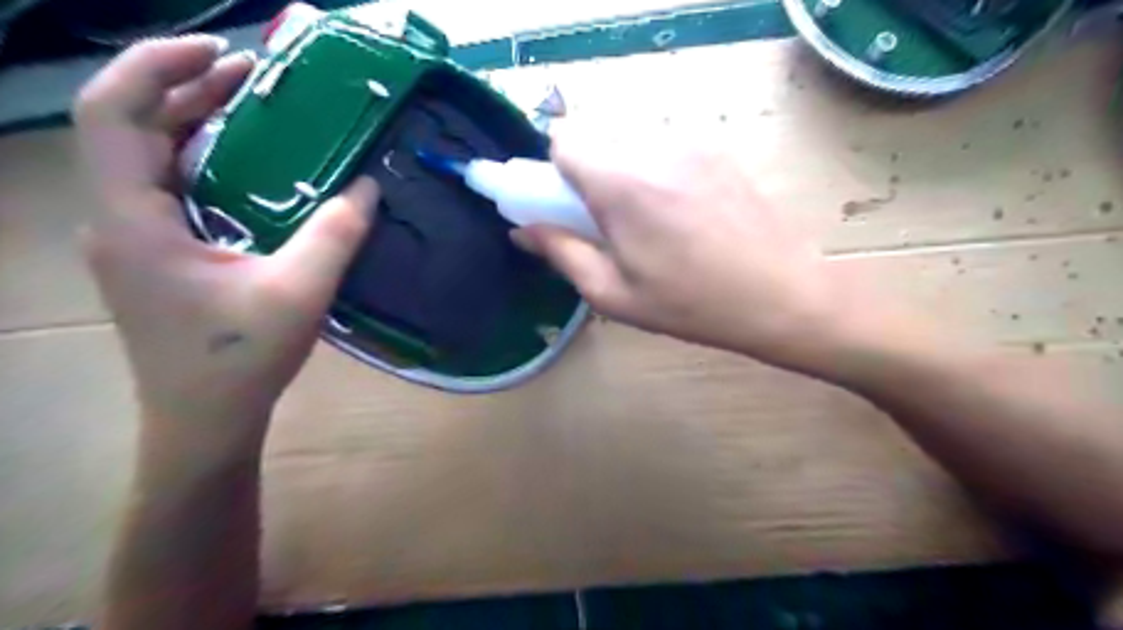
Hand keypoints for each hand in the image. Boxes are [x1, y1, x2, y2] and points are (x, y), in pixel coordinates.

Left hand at [76, 36, 381, 447]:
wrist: (204, 421)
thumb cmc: (240, 361)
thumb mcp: (299, 293)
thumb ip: (335, 235)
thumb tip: (369, 187)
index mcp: (135, 222)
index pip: (113, 115)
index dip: (156, 68)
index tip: (221, 53)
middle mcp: (119, 221)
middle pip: (131, 128)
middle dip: (188, 89)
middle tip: (254, 76)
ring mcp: (134, 240)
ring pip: (149, 159)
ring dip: (196, 124)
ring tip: (253, 107)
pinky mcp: (157, 257)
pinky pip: (170, 190)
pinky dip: (205, 163)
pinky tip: (250, 168)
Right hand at [512, 129, 860, 369]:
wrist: (782, 295)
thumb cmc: (691, 305)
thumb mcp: (614, 293)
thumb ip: (562, 253)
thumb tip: (524, 231)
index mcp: (621, 183)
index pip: (564, 139)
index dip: (554, 169)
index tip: (564, 204)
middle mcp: (654, 148)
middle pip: (598, 139)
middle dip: (589, 175)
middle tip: (608, 225)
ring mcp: (692, 144)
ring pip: (632, 143)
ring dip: (624, 174)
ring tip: (652, 225)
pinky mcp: (719, 151)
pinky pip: (667, 150)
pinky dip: (657, 173)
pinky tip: (684, 216)